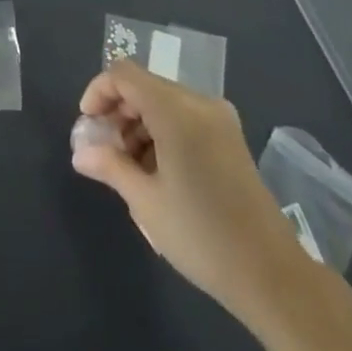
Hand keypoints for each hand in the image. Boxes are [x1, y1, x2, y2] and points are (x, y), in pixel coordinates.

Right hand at [72, 60, 309, 310]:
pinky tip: (155, 172)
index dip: (98, 92)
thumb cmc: (201, 236)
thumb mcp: (146, 202)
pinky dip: (161, 132)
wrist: (271, 275)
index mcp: (178, 111)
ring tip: (128, 169)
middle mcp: (200, 104)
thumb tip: (80, 153)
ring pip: (163, 102)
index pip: (124, 75)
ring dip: (138, 124)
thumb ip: (110, 167)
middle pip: (144, 86)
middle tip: (105, 153)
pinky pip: (184, 118)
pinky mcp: (229, 138)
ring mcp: (219, 120)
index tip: (88, 126)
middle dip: (117, 113)